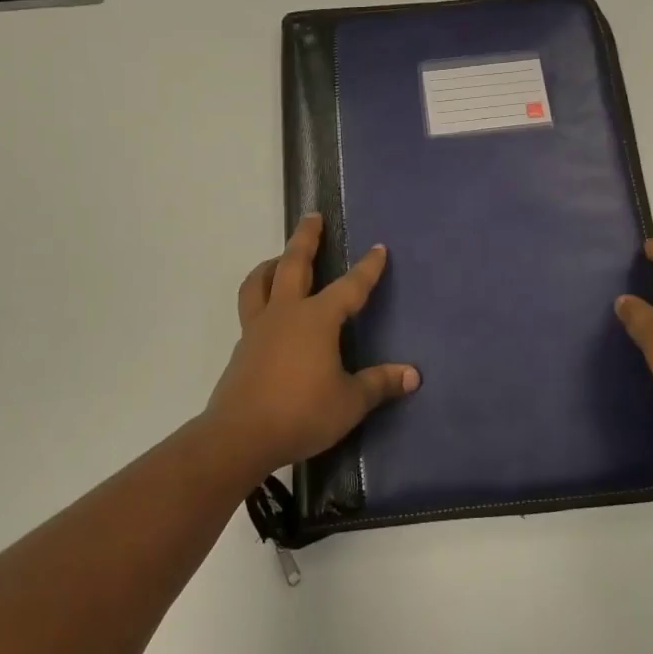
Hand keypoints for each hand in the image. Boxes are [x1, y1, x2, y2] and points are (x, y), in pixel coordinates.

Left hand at [203, 212, 419, 479]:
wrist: (239, 436)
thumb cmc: (301, 413)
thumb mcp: (349, 402)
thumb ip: (379, 384)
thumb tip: (412, 375)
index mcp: (316, 319)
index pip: (349, 287)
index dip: (367, 268)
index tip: (378, 249)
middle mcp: (285, 313)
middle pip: (293, 264)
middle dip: (306, 238)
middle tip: (313, 217)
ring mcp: (258, 329)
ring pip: (259, 282)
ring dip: (271, 264)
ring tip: (279, 258)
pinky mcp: (242, 348)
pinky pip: (251, 310)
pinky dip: (260, 297)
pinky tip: (270, 313)